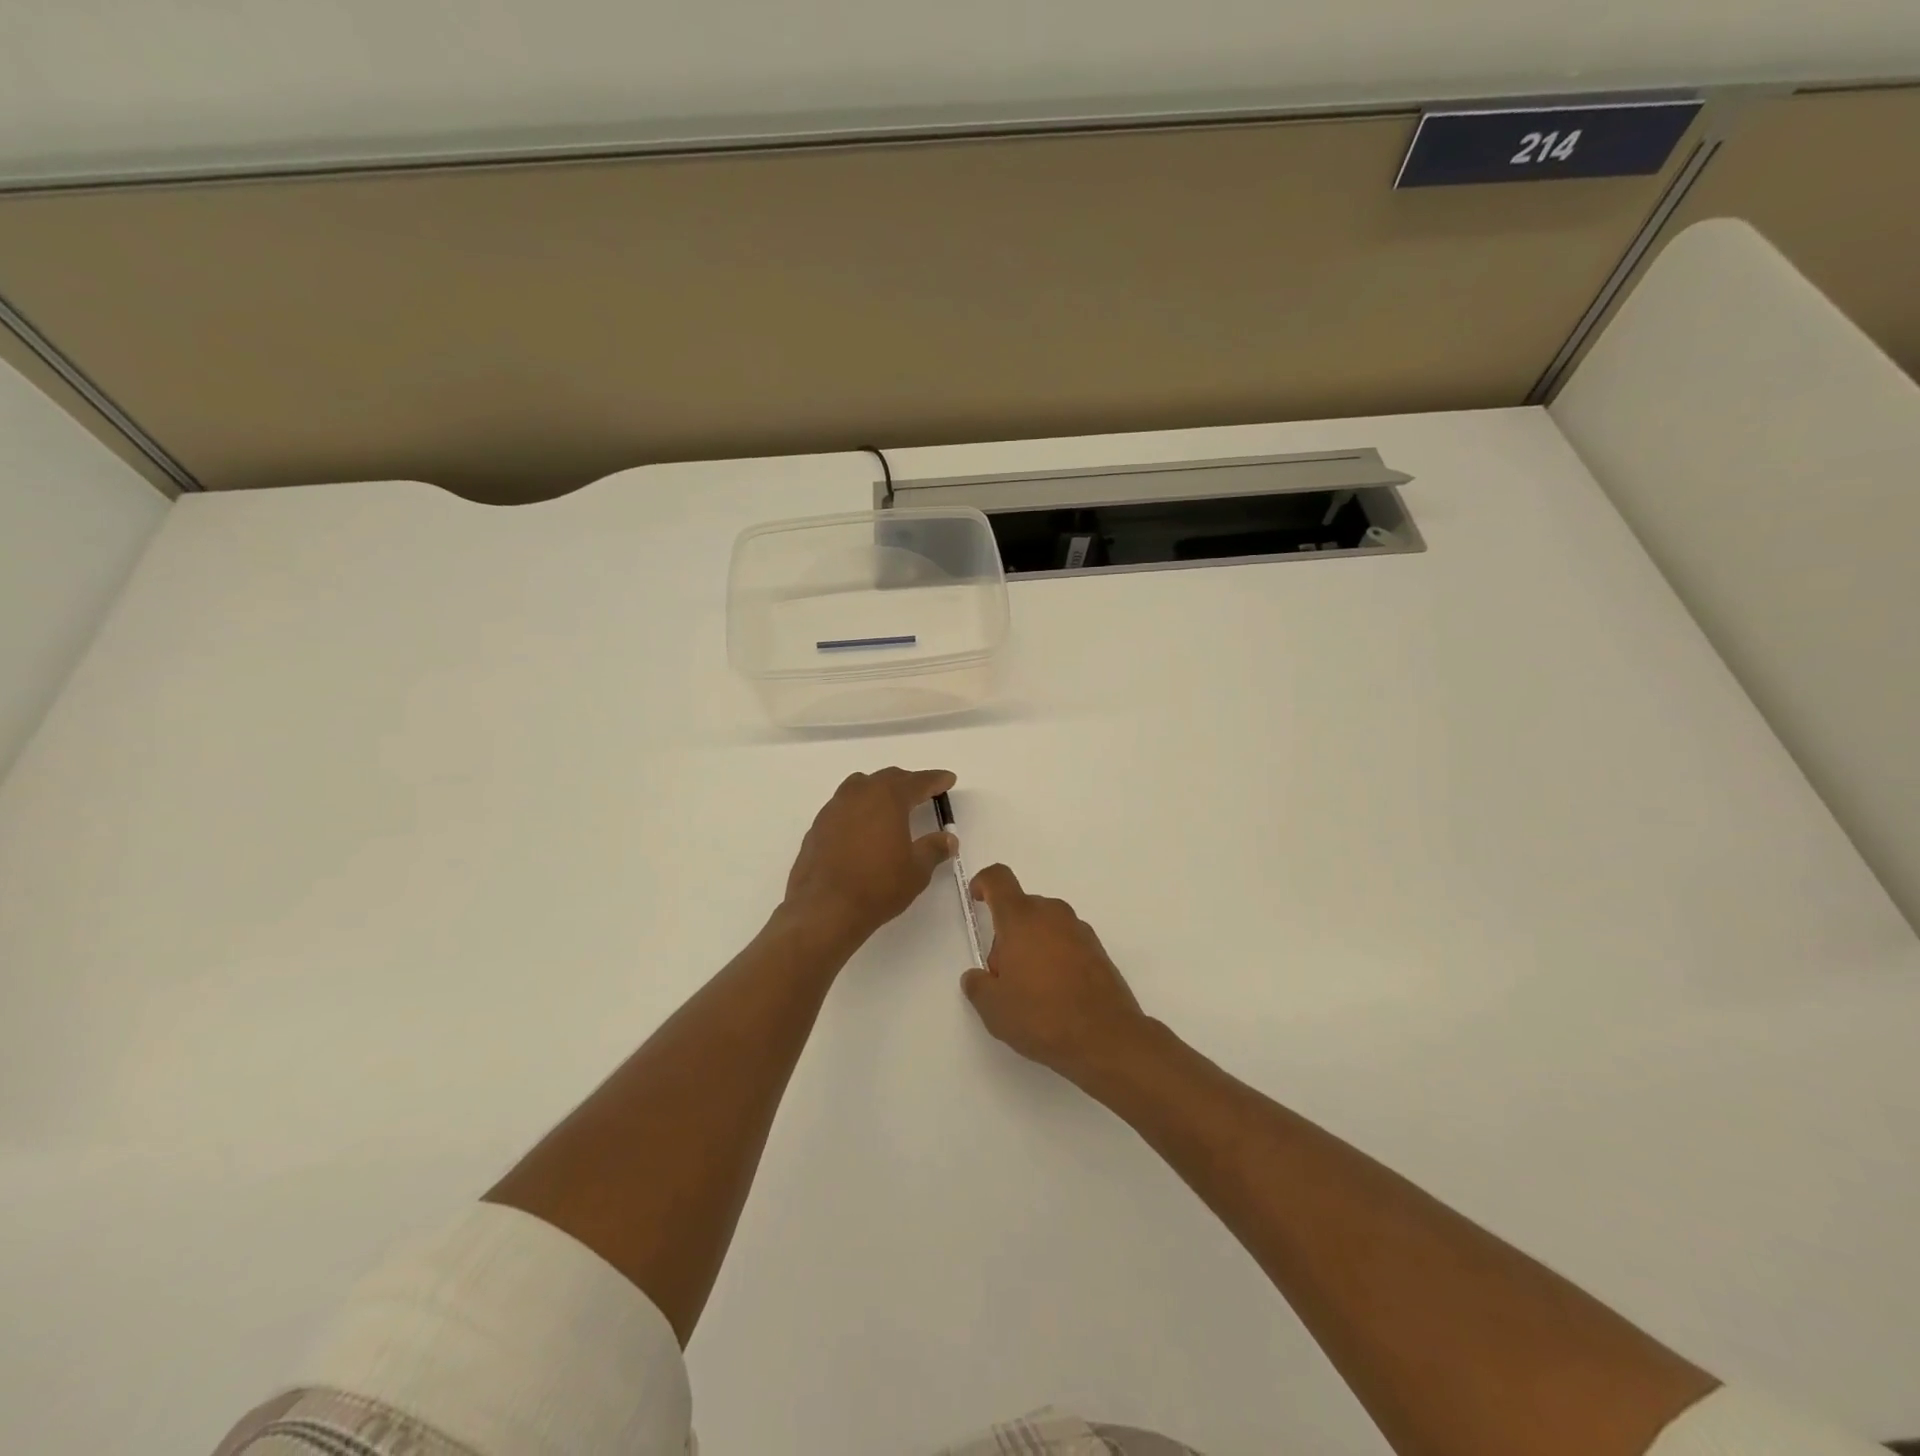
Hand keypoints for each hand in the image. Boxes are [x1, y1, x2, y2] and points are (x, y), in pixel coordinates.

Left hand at [783, 768, 957, 948]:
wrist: (825, 909)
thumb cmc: (878, 886)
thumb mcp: (917, 870)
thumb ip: (934, 849)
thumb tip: (948, 839)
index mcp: (888, 798)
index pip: (917, 781)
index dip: (935, 780)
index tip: (948, 779)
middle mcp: (859, 794)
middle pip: (887, 778)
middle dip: (908, 782)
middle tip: (923, 792)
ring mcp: (834, 809)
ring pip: (860, 787)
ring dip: (879, 791)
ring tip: (891, 806)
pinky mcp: (817, 827)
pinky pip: (843, 807)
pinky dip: (859, 810)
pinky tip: (863, 829)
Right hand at [960, 864, 1148, 1084]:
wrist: (1106, 1038)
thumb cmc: (1042, 1016)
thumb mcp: (994, 1008)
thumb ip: (977, 986)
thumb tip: (977, 977)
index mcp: (1021, 918)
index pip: (999, 879)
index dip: (984, 883)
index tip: (977, 899)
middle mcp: (1052, 914)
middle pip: (1021, 908)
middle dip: (1007, 934)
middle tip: (1003, 975)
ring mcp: (1079, 930)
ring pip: (1045, 925)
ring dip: (1032, 945)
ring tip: (1031, 990)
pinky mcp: (1098, 950)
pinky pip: (1066, 941)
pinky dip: (1056, 957)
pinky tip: (1056, 994)